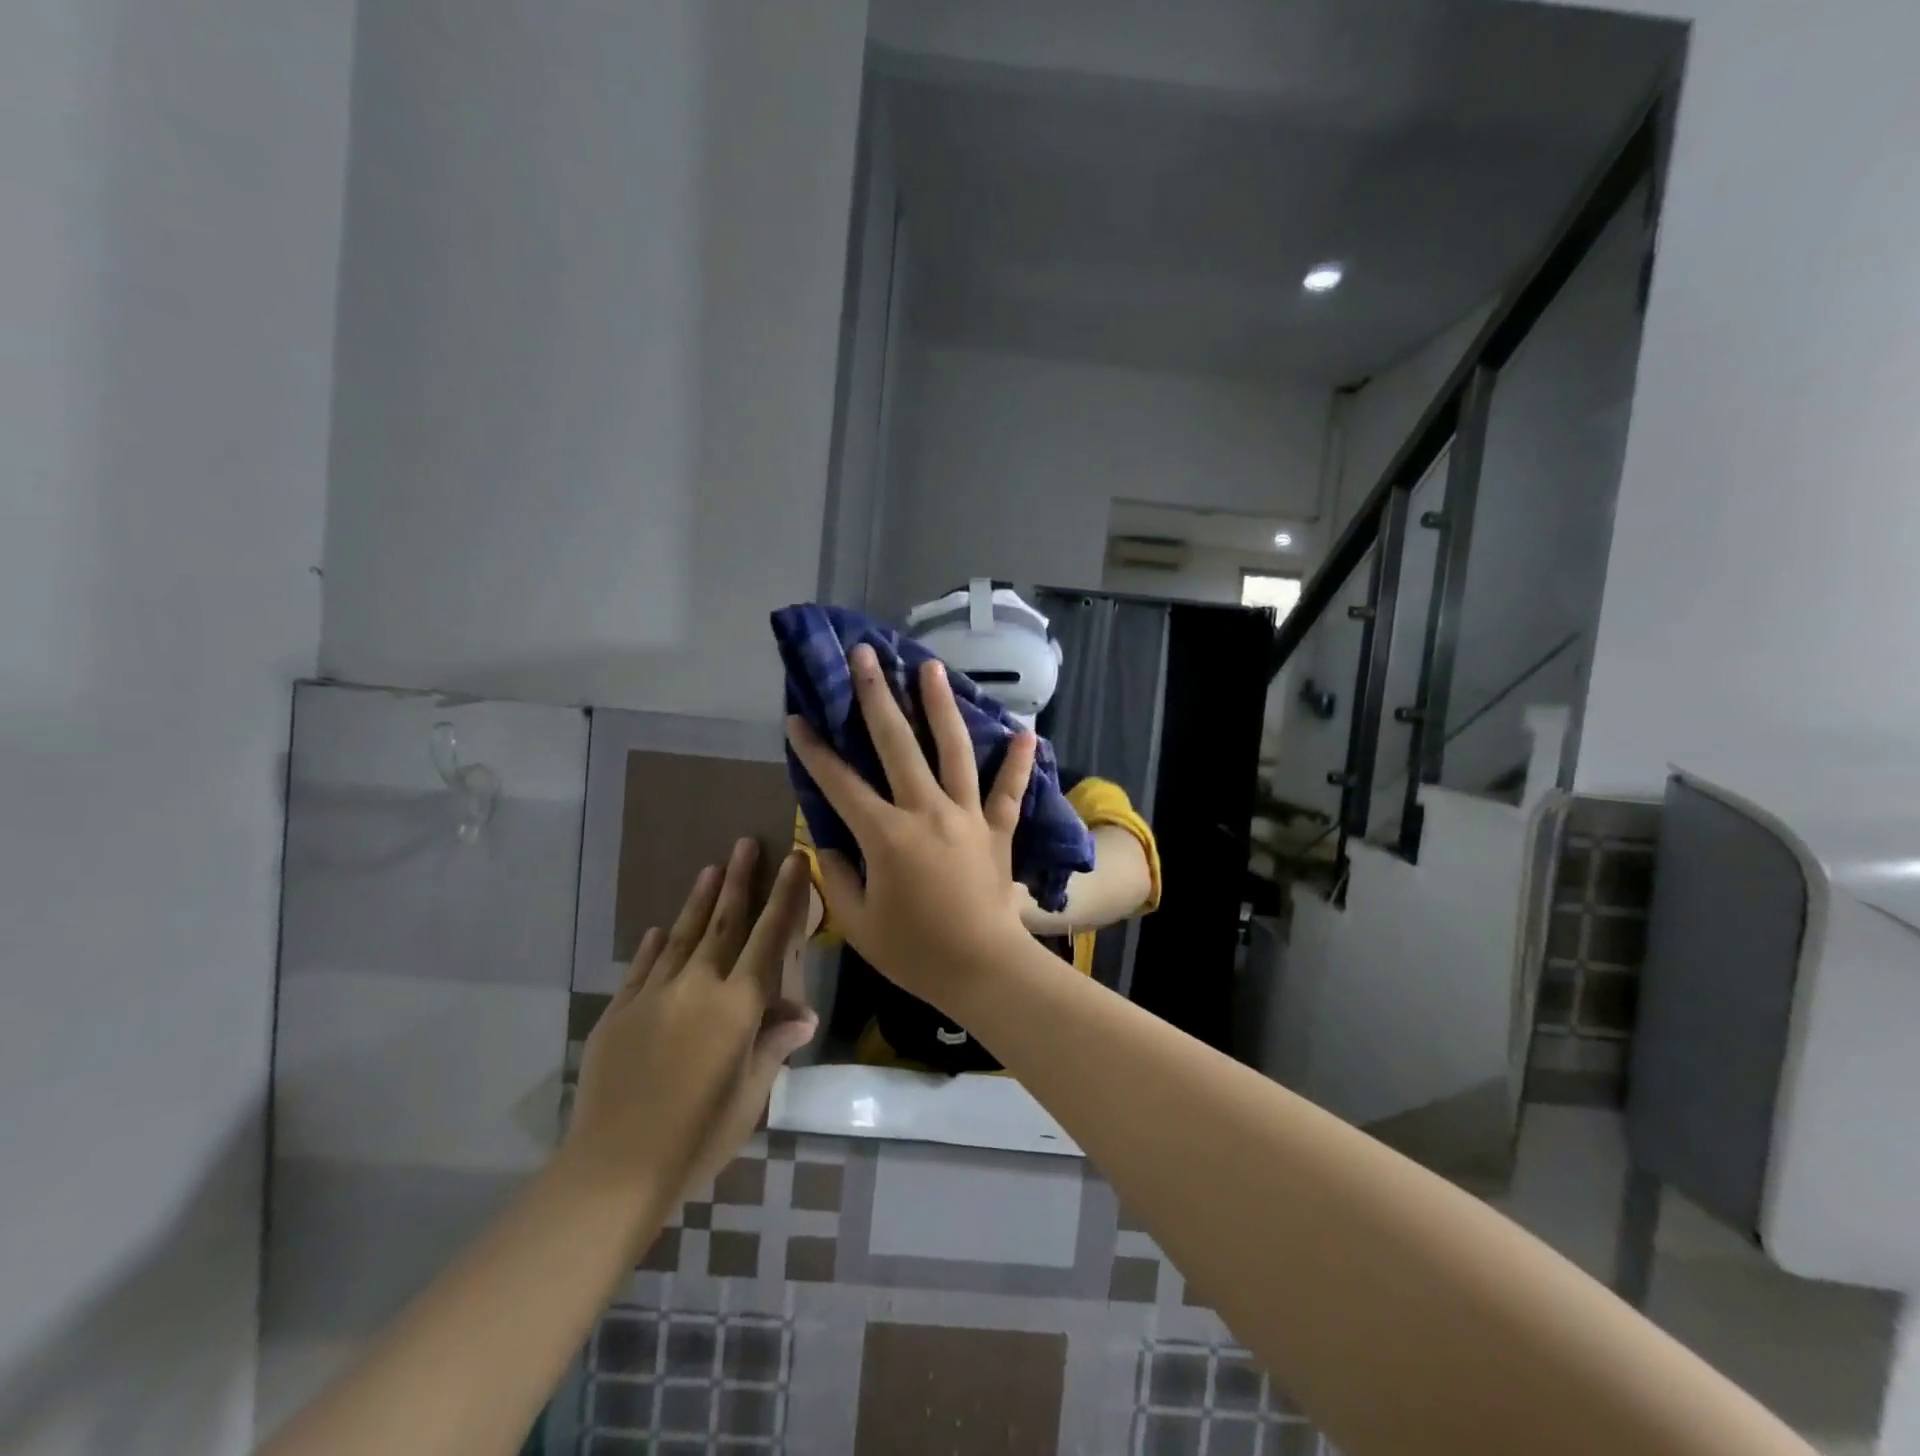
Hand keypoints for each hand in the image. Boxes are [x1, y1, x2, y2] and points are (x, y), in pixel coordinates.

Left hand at [566, 840, 817, 1206]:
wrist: (615, 1167)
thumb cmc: (698, 1136)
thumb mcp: (750, 1095)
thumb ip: (773, 1045)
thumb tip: (803, 1012)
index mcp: (738, 1005)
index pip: (769, 938)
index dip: (784, 896)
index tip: (794, 860)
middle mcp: (698, 986)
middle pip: (723, 923)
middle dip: (739, 881)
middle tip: (745, 844)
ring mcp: (653, 995)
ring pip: (682, 936)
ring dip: (699, 901)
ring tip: (710, 869)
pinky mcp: (619, 1012)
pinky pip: (642, 967)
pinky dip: (655, 945)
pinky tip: (661, 929)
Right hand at [785, 646, 1036, 1011]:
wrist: (983, 969)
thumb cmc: (915, 952)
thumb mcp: (859, 923)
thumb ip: (837, 878)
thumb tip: (828, 846)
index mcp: (887, 835)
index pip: (841, 783)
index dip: (815, 750)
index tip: (796, 717)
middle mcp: (927, 811)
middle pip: (898, 744)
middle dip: (877, 696)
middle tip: (866, 655)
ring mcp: (967, 815)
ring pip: (954, 750)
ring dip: (941, 706)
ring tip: (930, 668)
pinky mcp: (998, 828)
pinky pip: (1010, 790)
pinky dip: (1018, 762)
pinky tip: (1027, 731)